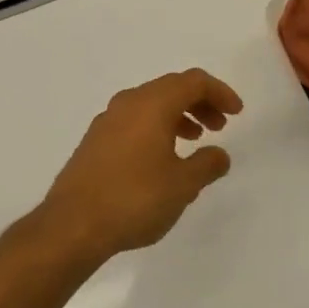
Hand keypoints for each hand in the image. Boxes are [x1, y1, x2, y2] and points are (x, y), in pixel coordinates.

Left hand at [38, 69, 243, 261]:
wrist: (72, 225)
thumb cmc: (134, 199)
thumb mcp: (182, 185)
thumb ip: (207, 165)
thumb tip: (219, 154)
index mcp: (152, 104)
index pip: (193, 81)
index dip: (219, 92)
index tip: (236, 113)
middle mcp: (128, 103)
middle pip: (171, 88)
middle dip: (200, 102)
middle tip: (219, 126)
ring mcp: (107, 121)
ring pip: (150, 104)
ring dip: (178, 116)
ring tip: (193, 141)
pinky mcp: (94, 141)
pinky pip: (134, 121)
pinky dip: (156, 127)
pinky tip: (161, 158)